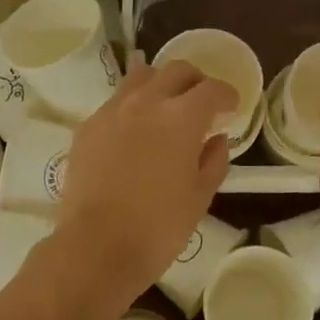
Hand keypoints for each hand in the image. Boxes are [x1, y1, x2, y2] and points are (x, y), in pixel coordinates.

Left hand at [56, 58, 236, 307]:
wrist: (95, 248)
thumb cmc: (158, 228)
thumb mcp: (200, 197)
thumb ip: (214, 160)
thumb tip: (216, 138)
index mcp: (181, 118)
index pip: (212, 89)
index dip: (227, 95)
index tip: (232, 107)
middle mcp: (146, 103)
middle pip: (177, 71)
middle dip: (196, 81)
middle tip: (202, 102)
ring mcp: (112, 111)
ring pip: (141, 76)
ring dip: (161, 84)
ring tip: (166, 107)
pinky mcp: (88, 126)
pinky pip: (116, 102)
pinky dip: (133, 106)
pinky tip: (135, 132)